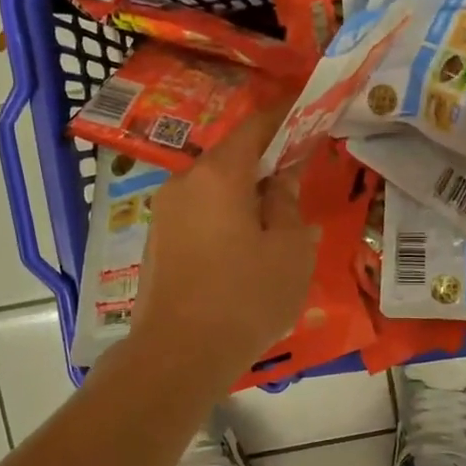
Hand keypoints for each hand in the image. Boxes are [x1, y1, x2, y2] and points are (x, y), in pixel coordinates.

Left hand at [133, 105, 318, 382]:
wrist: (179, 355)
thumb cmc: (246, 297)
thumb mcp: (290, 249)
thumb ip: (288, 203)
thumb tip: (281, 179)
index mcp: (220, 174)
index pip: (256, 126)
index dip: (285, 115)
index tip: (308, 110)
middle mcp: (185, 182)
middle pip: (231, 156)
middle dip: (266, 158)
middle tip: (298, 172)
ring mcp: (165, 212)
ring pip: (214, 187)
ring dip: (244, 190)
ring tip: (274, 214)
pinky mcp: (157, 241)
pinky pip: (199, 212)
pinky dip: (225, 214)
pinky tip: (244, 244)